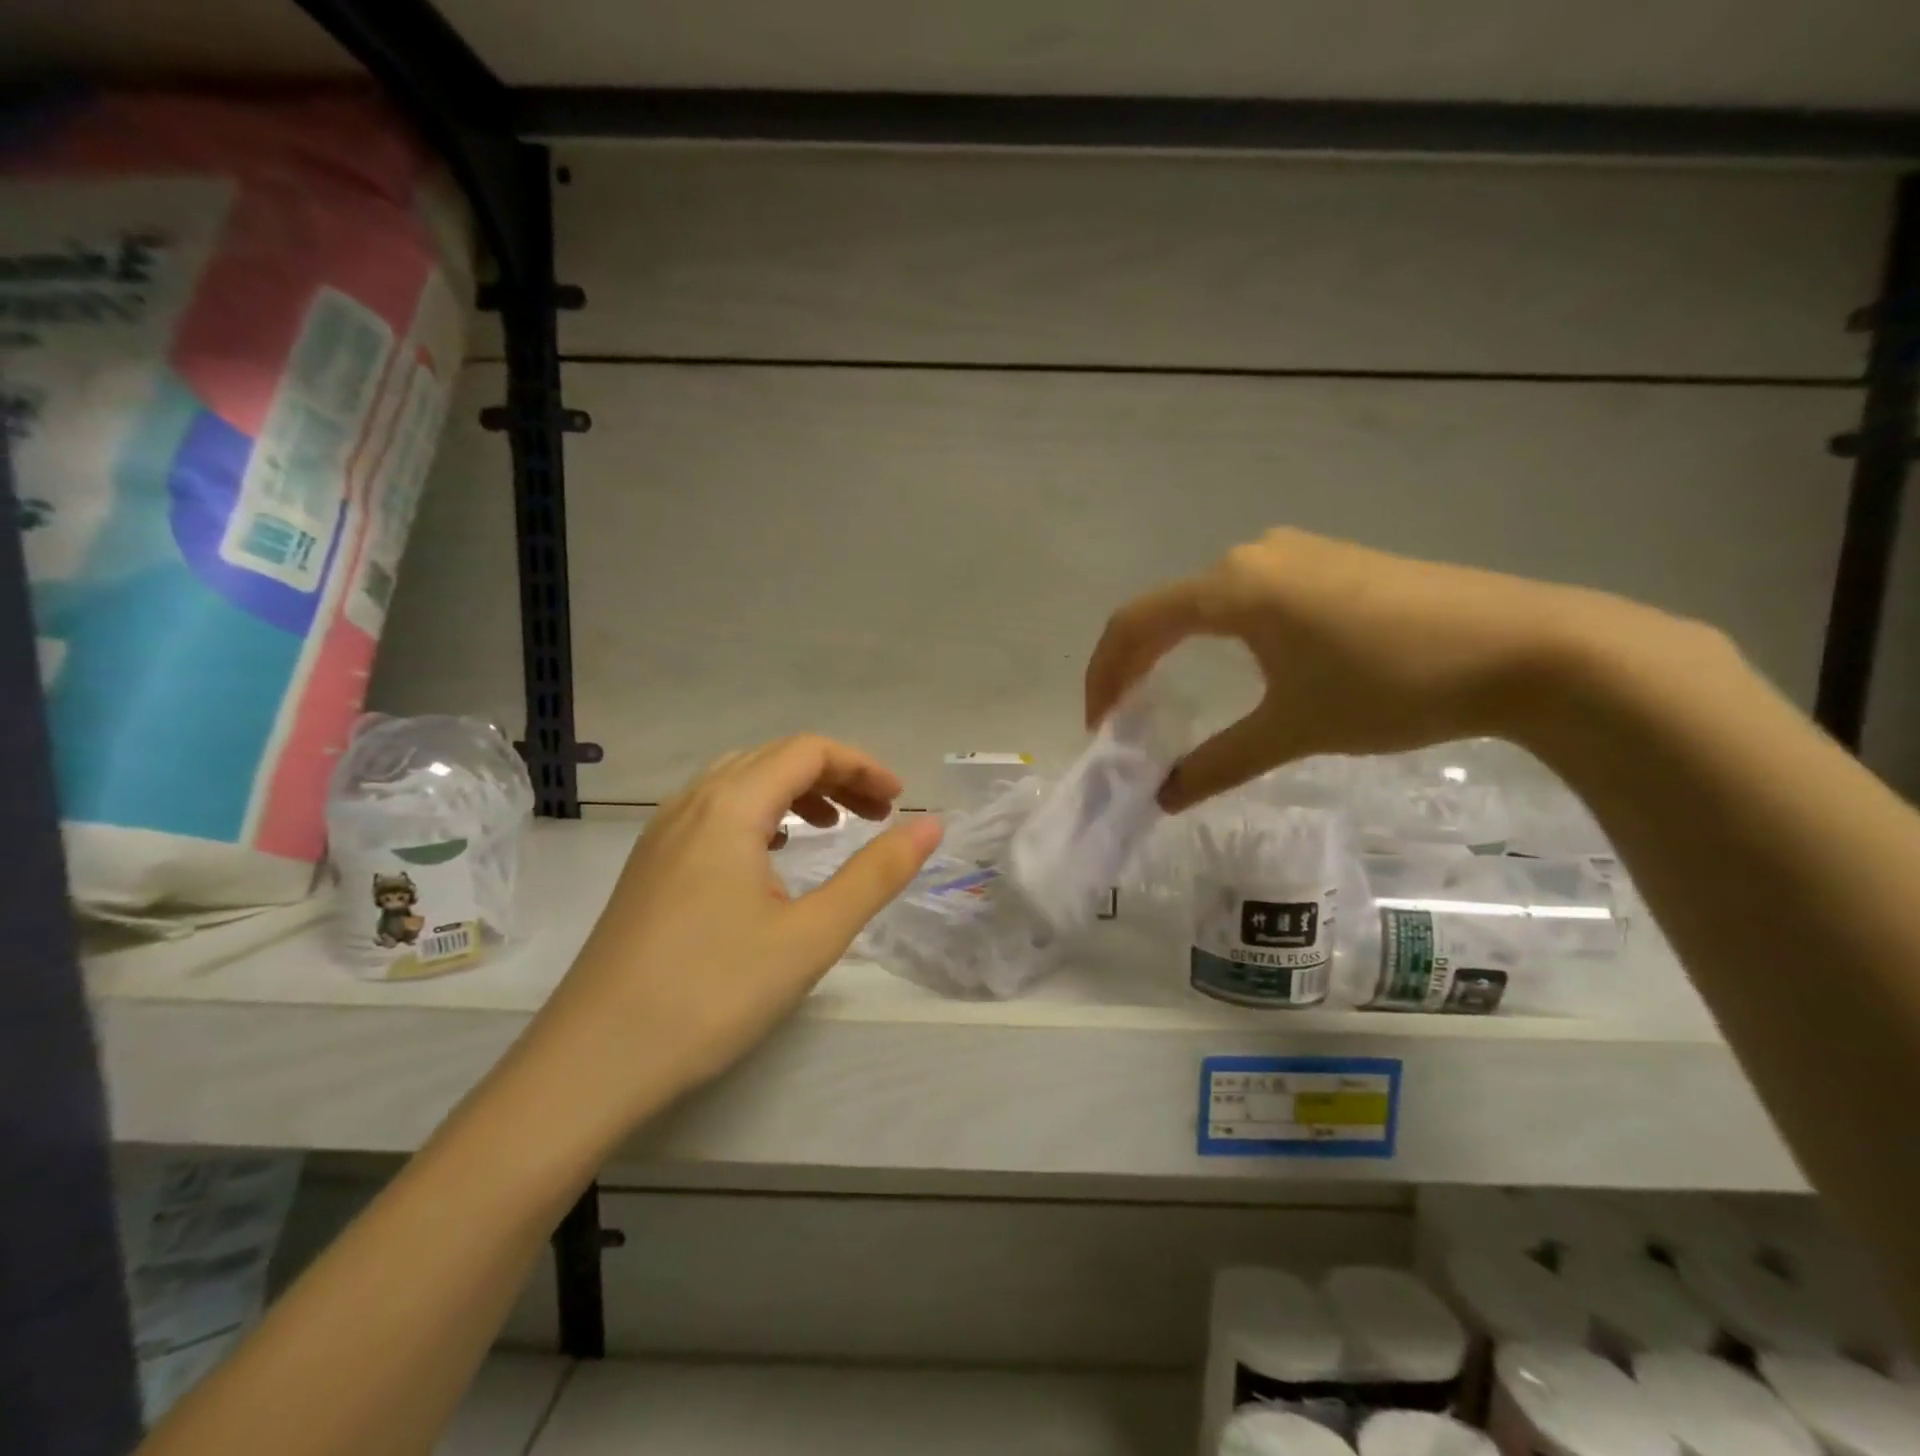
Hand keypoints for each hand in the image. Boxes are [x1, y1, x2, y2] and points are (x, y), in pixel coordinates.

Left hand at [528, 736, 942, 1119]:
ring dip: (793, 792)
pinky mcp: (649, 867)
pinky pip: (713, 812)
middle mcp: (690, 804)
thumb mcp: (810, 936)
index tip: (898, 804)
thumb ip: (876, 874)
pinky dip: (757, 814)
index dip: (861, 766)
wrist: (592, 1063)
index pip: (807, 751)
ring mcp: (661, 835)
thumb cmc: (711, 994)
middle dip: (832, 776)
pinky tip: (770, 855)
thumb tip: (931, 825)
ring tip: (830, 828)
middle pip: (773, 758)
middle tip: (875, 816)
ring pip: (738, 782)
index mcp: (729, 807)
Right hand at [1086, 528, 1694, 811]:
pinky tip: (1236, 665)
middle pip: (1166, 608)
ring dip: (1175, 647)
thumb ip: (1217, 763)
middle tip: (1124, 718)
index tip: (1099, 726)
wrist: (1528, 647)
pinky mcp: (1331, 564)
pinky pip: (1248, 595)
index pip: (1136, 624)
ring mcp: (1296, 553)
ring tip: (1167, 695)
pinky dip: (1218, 633)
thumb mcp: (1293, 729)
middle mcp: (1253, 555)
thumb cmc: (1393, 684)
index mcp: (1233, 587)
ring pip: (1206, 600)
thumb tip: (1163, 798)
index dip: (1105, 675)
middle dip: (1134, 664)